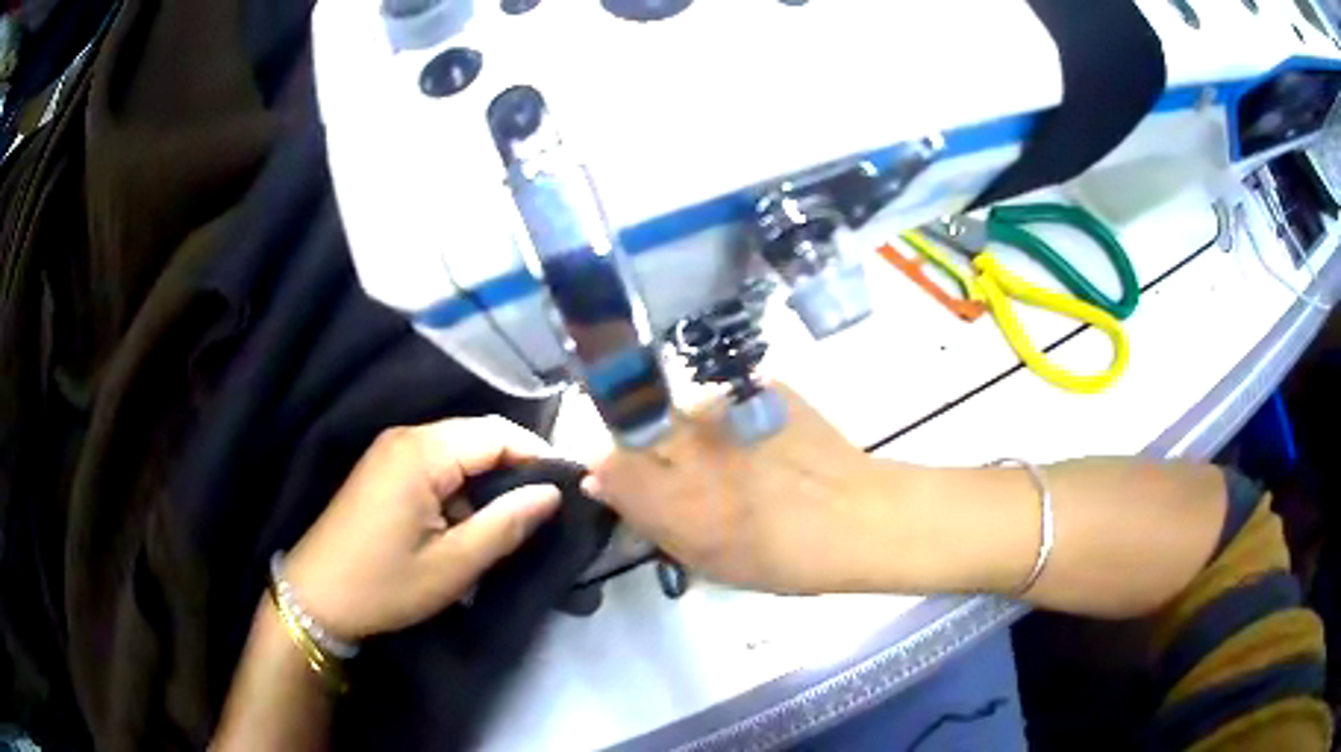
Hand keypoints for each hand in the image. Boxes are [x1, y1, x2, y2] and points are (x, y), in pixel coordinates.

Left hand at [283, 417, 561, 641]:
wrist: (317, 596)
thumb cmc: (385, 583)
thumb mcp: (453, 564)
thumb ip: (506, 524)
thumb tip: (551, 493)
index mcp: (422, 452)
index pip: (497, 433)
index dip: (537, 456)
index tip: (567, 489)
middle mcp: (406, 438)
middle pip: (477, 437)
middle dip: (513, 469)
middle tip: (541, 510)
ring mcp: (391, 450)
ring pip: (458, 452)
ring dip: (486, 482)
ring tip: (506, 523)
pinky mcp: (384, 468)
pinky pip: (436, 464)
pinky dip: (460, 488)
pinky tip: (465, 523)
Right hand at [586, 385, 937, 594]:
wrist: (860, 517)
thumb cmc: (781, 557)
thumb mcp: (704, 557)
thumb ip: (646, 518)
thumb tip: (600, 482)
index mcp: (670, 490)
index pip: (607, 461)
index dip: (613, 471)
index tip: (628, 485)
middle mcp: (689, 439)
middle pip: (639, 428)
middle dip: (648, 449)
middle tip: (687, 475)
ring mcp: (728, 405)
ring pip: (684, 411)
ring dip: (693, 433)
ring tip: (735, 460)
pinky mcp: (762, 385)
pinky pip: (727, 401)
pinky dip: (733, 421)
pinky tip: (763, 445)